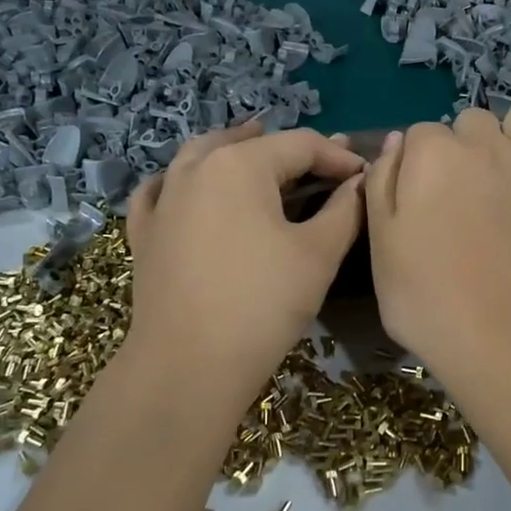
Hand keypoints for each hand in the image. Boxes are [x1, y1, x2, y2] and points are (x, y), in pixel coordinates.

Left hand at [125, 120, 365, 394]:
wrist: (188, 365)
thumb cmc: (262, 304)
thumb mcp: (317, 254)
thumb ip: (345, 209)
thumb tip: (359, 182)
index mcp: (240, 165)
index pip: (301, 145)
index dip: (338, 156)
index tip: (365, 176)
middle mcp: (196, 168)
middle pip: (251, 145)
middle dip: (291, 153)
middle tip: (323, 168)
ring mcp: (163, 199)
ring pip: (201, 156)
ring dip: (234, 150)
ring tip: (255, 150)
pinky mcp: (145, 232)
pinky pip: (163, 189)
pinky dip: (182, 179)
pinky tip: (189, 185)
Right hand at [365, 99, 510, 385]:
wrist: (501, 336)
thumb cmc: (426, 296)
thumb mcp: (380, 242)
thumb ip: (381, 183)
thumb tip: (396, 143)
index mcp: (432, 153)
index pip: (420, 133)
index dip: (417, 164)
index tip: (420, 198)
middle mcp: (484, 143)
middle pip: (470, 122)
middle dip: (463, 146)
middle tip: (461, 193)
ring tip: (506, 171)